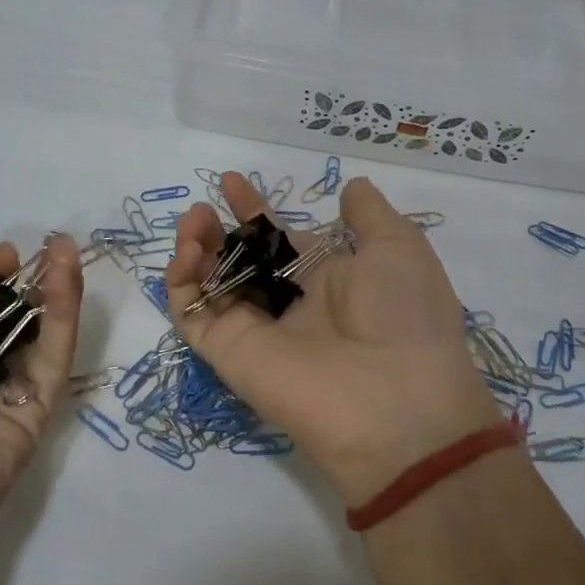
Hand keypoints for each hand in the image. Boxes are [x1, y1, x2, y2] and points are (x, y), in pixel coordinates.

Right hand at [166, 173, 504, 504]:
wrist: (397, 402)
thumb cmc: (403, 315)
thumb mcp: (399, 248)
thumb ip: (370, 215)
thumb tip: (353, 187)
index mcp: (324, 278)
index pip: (276, 238)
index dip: (253, 210)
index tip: (231, 182)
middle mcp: (286, 302)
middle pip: (237, 260)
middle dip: (215, 231)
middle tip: (200, 210)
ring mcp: (255, 328)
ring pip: (209, 285)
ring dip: (194, 251)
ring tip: (192, 224)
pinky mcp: (229, 352)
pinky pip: (193, 316)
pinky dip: (181, 285)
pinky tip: (187, 255)